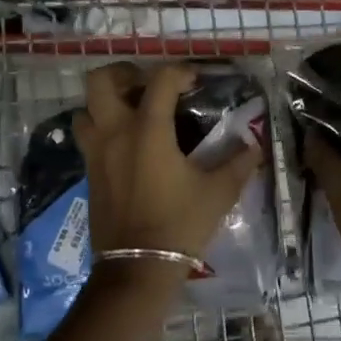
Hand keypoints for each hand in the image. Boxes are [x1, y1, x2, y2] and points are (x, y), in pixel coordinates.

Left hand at [75, 62, 262, 270]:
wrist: (137, 269)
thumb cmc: (179, 225)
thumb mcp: (218, 193)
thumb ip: (238, 163)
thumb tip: (255, 145)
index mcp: (147, 130)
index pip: (160, 80)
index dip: (180, 71)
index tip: (196, 80)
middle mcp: (114, 133)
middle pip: (101, 82)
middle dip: (124, 74)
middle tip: (147, 85)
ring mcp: (96, 153)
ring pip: (86, 109)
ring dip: (105, 103)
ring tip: (131, 112)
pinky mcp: (88, 173)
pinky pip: (87, 137)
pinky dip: (102, 129)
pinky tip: (127, 145)